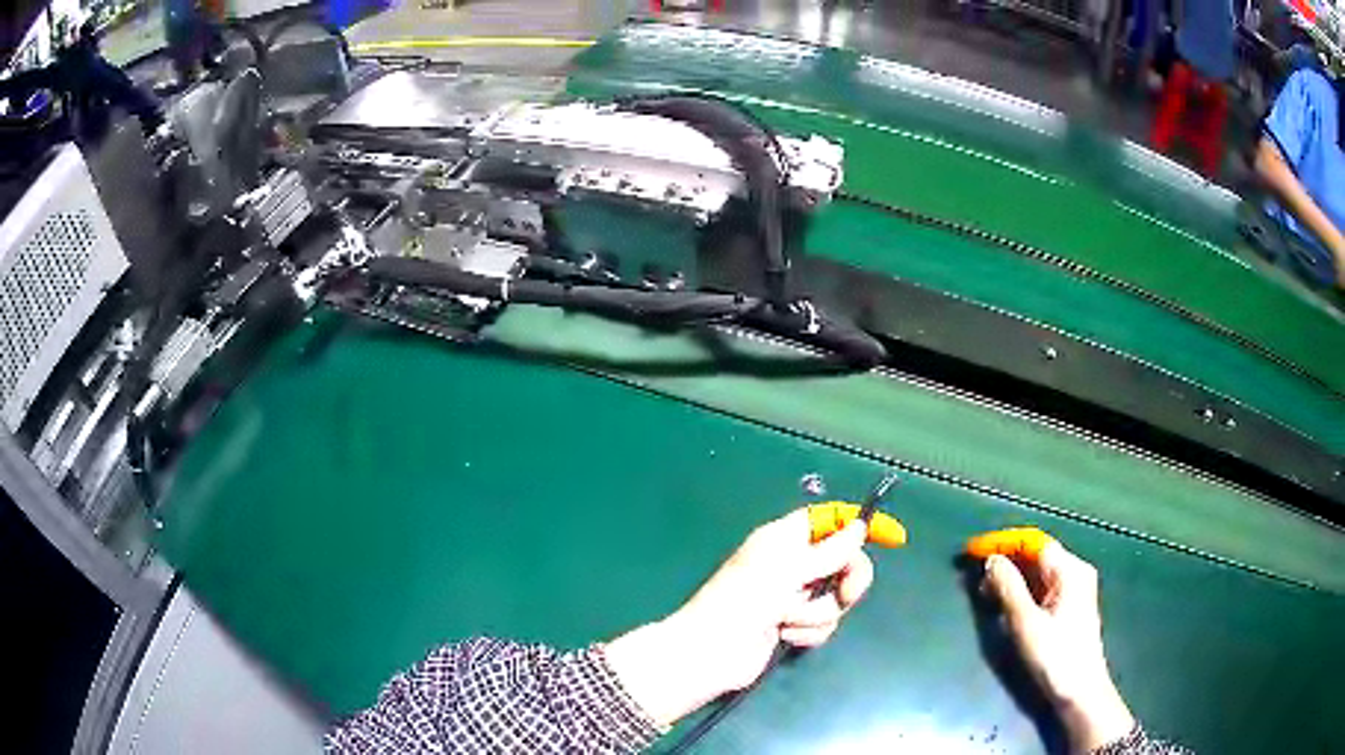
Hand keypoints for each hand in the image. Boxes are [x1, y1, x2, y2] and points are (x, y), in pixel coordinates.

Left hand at [605, 509, 873, 727]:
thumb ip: (829, 550)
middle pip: (844, 562)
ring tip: (786, 619)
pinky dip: (808, 631)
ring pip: (835, 598)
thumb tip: (858, 527)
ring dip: (816, 612)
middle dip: (846, 581)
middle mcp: (792, 564)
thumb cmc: (745, 600)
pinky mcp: (794, 625)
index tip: (893, 537)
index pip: (830, 520)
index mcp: (785, 539)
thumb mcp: (788, 568)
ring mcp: (794, 596)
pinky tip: (784, 636)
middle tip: (845, 594)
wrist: (714, 652)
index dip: (860, 525)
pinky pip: (823, 624)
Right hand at [981, 538, 1134, 753]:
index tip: (971, 551)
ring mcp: (1074, 590)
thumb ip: (1008, 588)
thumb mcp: (1026, 623)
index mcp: (1069, 570)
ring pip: (1037, 572)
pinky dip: (1021, 589)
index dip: (1001, 542)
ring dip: (1011, 576)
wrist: (1080, 692)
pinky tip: (1005, 602)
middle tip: (973, 573)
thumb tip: (991, 560)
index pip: (1032, 542)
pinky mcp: (1069, 607)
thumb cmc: (1055, 656)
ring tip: (984, 590)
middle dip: (1005, 559)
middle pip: (1036, 554)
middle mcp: (1074, 572)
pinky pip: (1042, 586)